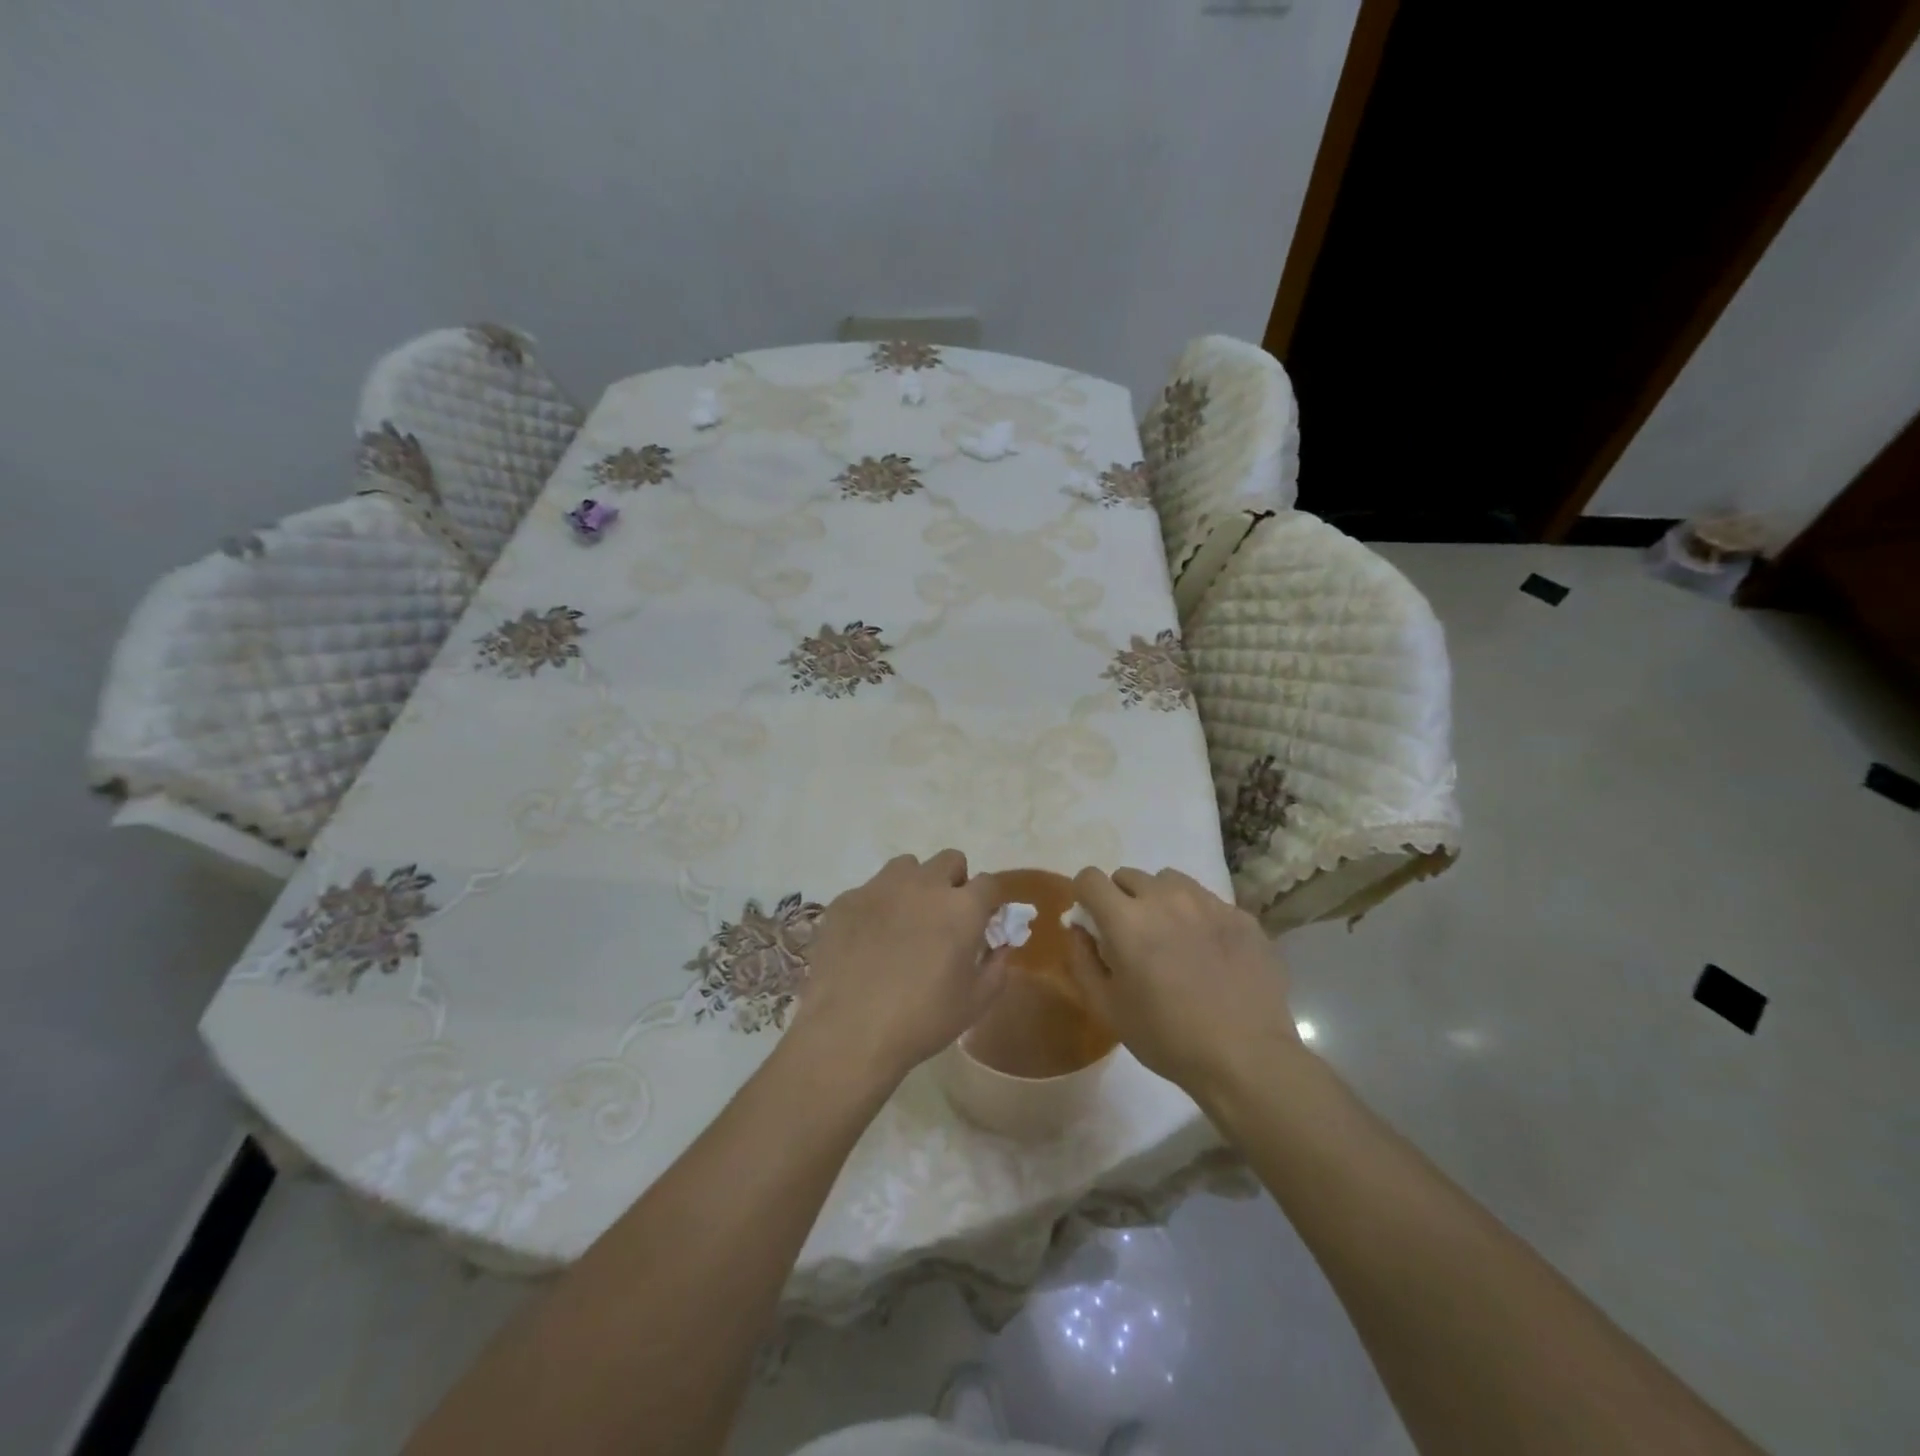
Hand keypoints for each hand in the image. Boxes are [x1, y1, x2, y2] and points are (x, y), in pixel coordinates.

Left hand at [795, 850, 1007, 1086]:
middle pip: (949, 860)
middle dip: (954, 882)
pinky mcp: (846, 899)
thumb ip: (996, 966)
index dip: (988, 902)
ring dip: (914, 885)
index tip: (982, 922)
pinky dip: (876, 907)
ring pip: (907, 867)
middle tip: (944, 918)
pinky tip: (866, 941)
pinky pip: (869, 890)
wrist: (849, 1032)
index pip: (989, 883)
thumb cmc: (922, 1020)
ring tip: (904, 922)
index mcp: (962, 907)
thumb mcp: (975, 1003)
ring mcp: (880, 887)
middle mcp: (924, 884)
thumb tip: (1000, 945)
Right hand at [1067, 866, 1297, 1092]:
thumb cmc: (1167, 1037)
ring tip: (1171, 936)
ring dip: (1160, 899)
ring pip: (1170, 881)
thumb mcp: (1107, 1007)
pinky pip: (1207, 900)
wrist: (1247, 1057)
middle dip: (1121, 898)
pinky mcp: (1241, 915)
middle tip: (1132, 936)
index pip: (1090, 878)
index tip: (1093, 920)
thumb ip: (1082, 960)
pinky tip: (1209, 952)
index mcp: (1126, 920)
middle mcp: (1165, 898)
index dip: (1085, 896)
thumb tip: (1079, 928)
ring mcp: (1207, 903)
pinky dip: (1197, 916)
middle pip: (1129, 876)